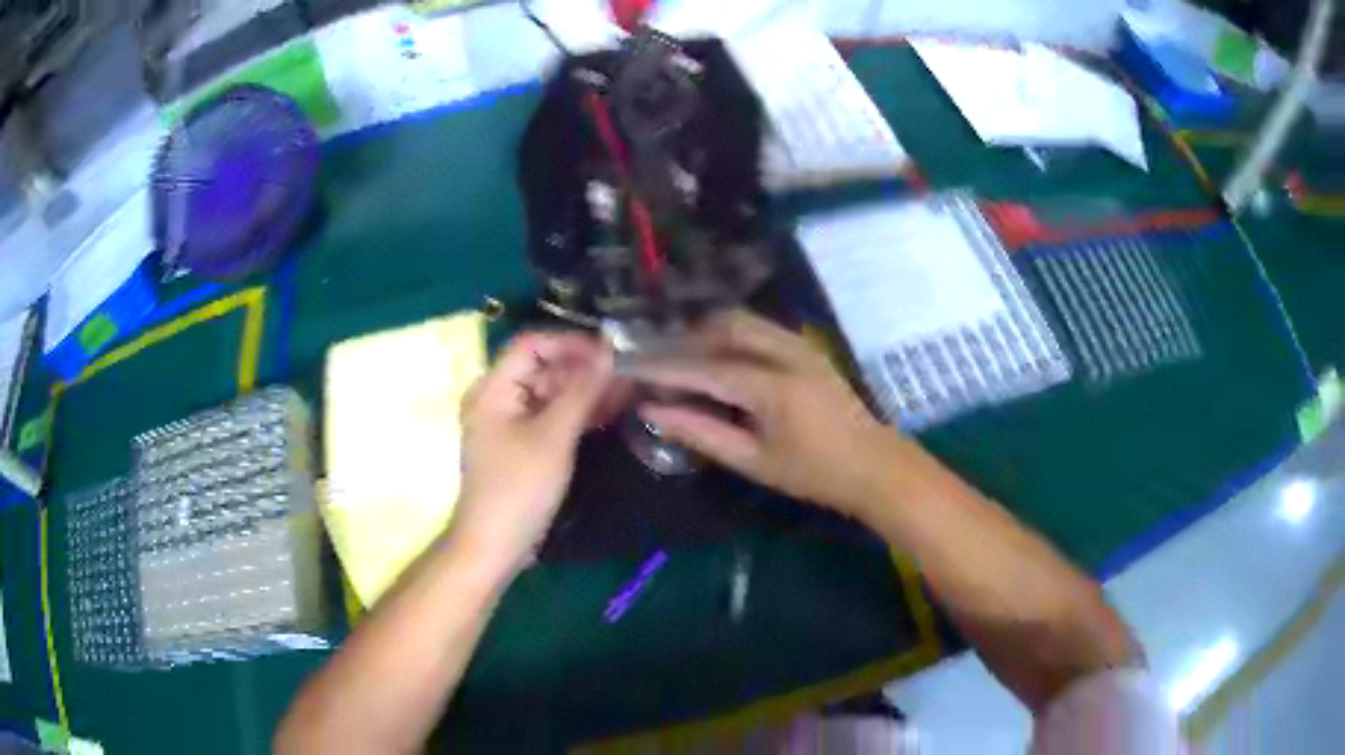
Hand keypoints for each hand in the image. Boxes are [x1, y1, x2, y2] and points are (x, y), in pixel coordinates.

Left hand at [454, 331, 613, 575]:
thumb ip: (581, 390)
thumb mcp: (553, 436)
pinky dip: (578, 413)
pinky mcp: (523, 445)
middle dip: (584, 368)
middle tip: (629, 373)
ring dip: (586, 391)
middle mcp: (499, 398)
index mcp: (493, 388)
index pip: (532, 344)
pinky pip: (552, 417)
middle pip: (543, 368)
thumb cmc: (519, 487)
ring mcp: (510, 423)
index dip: (571, 343)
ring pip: (551, 393)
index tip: (611, 352)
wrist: (495, 545)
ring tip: (629, 390)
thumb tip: (609, 351)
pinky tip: (611, 413)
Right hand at [633, 310, 902, 517]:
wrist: (873, 465)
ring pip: (743, 321)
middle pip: (724, 326)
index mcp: (773, 387)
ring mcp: (801, 345)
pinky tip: (718, 357)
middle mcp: (786, 353)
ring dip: (708, 333)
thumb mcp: (753, 461)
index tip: (631, 365)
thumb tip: (654, 412)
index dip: (664, 366)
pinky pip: (760, 328)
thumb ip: (702, 433)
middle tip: (655, 360)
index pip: (705, 367)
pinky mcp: (807, 347)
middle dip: (685, 339)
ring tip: (681, 357)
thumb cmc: (814, 473)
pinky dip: (731, 335)